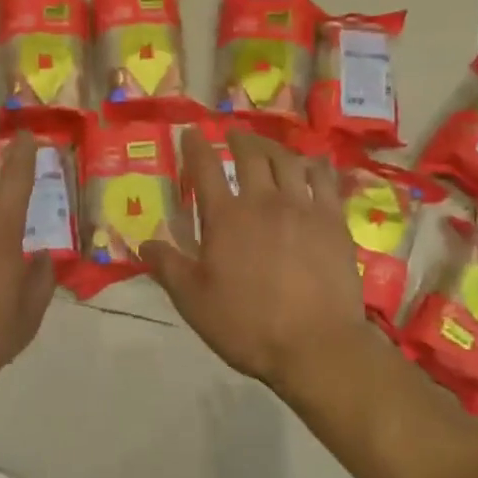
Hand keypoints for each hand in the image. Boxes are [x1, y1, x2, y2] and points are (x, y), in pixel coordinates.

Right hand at [143, 129, 377, 388]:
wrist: (315, 345)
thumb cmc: (247, 325)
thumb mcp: (193, 301)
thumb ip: (168, 267)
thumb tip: (144, 242)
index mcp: (225, 218)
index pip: (205, 168)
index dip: (196, 146)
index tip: (192, 132)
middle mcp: (263, 201)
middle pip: (250, 155)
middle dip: (238, 139)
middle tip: (233, 135)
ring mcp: (302, 207)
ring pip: (288, 161)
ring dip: (273, 147)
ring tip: (268, 146)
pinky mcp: (333, 221)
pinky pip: (325, 180)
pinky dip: (315, 166)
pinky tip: (312, 165)